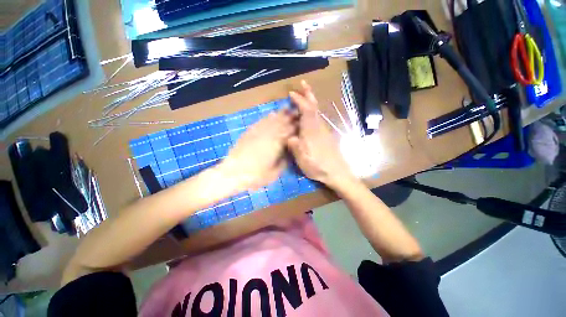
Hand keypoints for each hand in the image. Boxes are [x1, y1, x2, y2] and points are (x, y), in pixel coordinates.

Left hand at [219, 109, 296, 191]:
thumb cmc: (256, 176)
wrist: (233, 173)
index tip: (303, 122)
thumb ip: (284, 161)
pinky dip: (268, 117)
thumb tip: (289, 153)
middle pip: (282, 122)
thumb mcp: (275, 173)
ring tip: (288, 109)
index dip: (297, 126)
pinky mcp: (249, 132)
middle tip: (298, 112)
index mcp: (277, 144)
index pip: (290, 131)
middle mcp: (269, 134)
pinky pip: (261, 122)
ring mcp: (258, 132)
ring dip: (281, 114)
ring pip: (272, 120)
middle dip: (291, 117)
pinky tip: (272, 114)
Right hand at [287, 81, 356, 189]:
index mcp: (311, 131)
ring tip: (304, 95)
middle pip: (314, 107)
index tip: (292, 93)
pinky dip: (312, 112)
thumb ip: (294, 145)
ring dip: (310, 101)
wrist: (337, 173)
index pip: (306, 110)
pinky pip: (317, 119)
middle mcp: (319, 127)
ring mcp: (323, 131)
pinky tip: (307, 115)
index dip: (300, 100)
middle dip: (308, 94)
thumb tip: (289, 136)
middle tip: (303, 84)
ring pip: (317, 112)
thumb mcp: (302, 158)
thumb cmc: (318, 166)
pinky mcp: (325, 136)